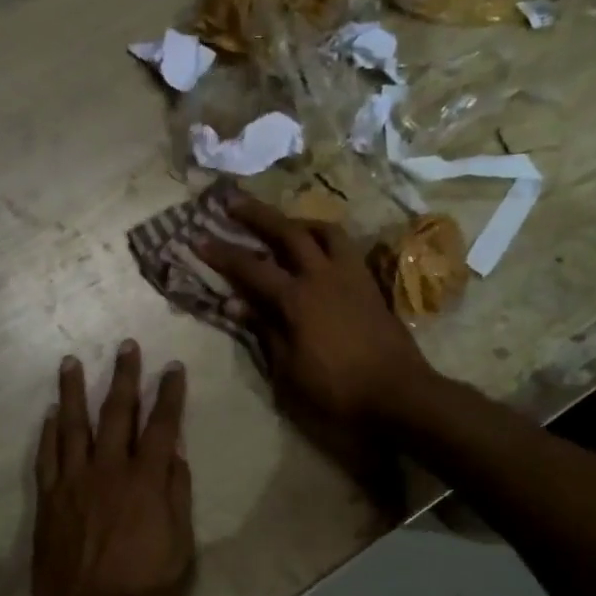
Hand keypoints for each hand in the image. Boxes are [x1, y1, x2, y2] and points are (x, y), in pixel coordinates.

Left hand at [28, 342, 193, 595]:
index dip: (169, 394)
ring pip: (73, 426)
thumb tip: (175, 453)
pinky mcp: (49, 500)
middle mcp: (108, 471)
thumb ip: (177, 496)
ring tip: (71, 362)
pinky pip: (47, 456)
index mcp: (146, 482)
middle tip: (126, 346)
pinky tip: (51, 414)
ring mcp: (73, 483)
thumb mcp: (180, 548)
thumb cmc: (144, 591)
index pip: (162, 426)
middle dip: (125, 377)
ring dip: (74, 392)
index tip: (173, 367)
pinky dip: (48, 432)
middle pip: (117, 414)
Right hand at [196, 196, 432, 426]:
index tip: (197, 237)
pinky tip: (319, 252)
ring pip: (325, 232)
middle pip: (287, 232)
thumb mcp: (289, 370)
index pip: (251, 268)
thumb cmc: (337, 390)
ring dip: (299, 222)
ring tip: (284, 225)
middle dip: (257, 215)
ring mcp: (351, 276)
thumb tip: (236, 303)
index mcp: (297, 299)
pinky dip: (325, 241)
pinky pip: (345, 249)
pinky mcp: (370, 286)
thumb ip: (264, 331)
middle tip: (233, 201)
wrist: (399, 395)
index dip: (222, 253)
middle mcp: (324, 276)